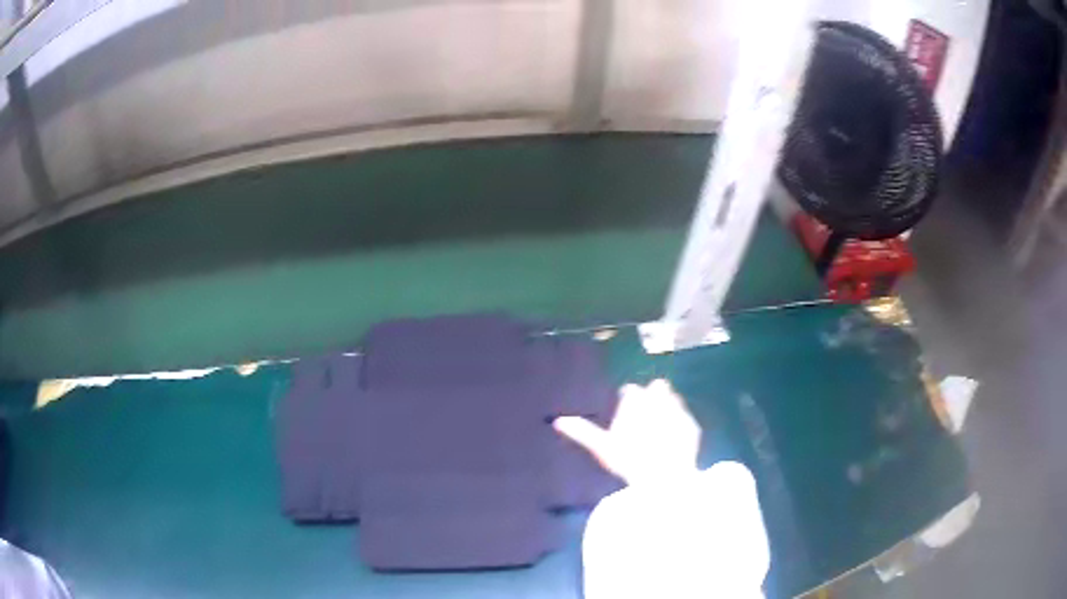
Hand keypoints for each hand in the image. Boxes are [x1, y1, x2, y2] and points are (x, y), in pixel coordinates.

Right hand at [553, 379, 700, 484]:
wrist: (664, 478)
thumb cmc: (629, 462)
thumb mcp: (602, 448)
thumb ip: (582, 432)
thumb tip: (558, 421)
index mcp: (636, 402)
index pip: (631, 391)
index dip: (628, 400)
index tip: (626, 412)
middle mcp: (659, 401)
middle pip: (656, 388)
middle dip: (652, 397)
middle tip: (645, 418)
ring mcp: (678, 413)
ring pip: (672, 401)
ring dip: (666, 408)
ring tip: (658, 429)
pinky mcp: (691, 426)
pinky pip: (684, 419)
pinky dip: (679, 426)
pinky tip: (672, 441)